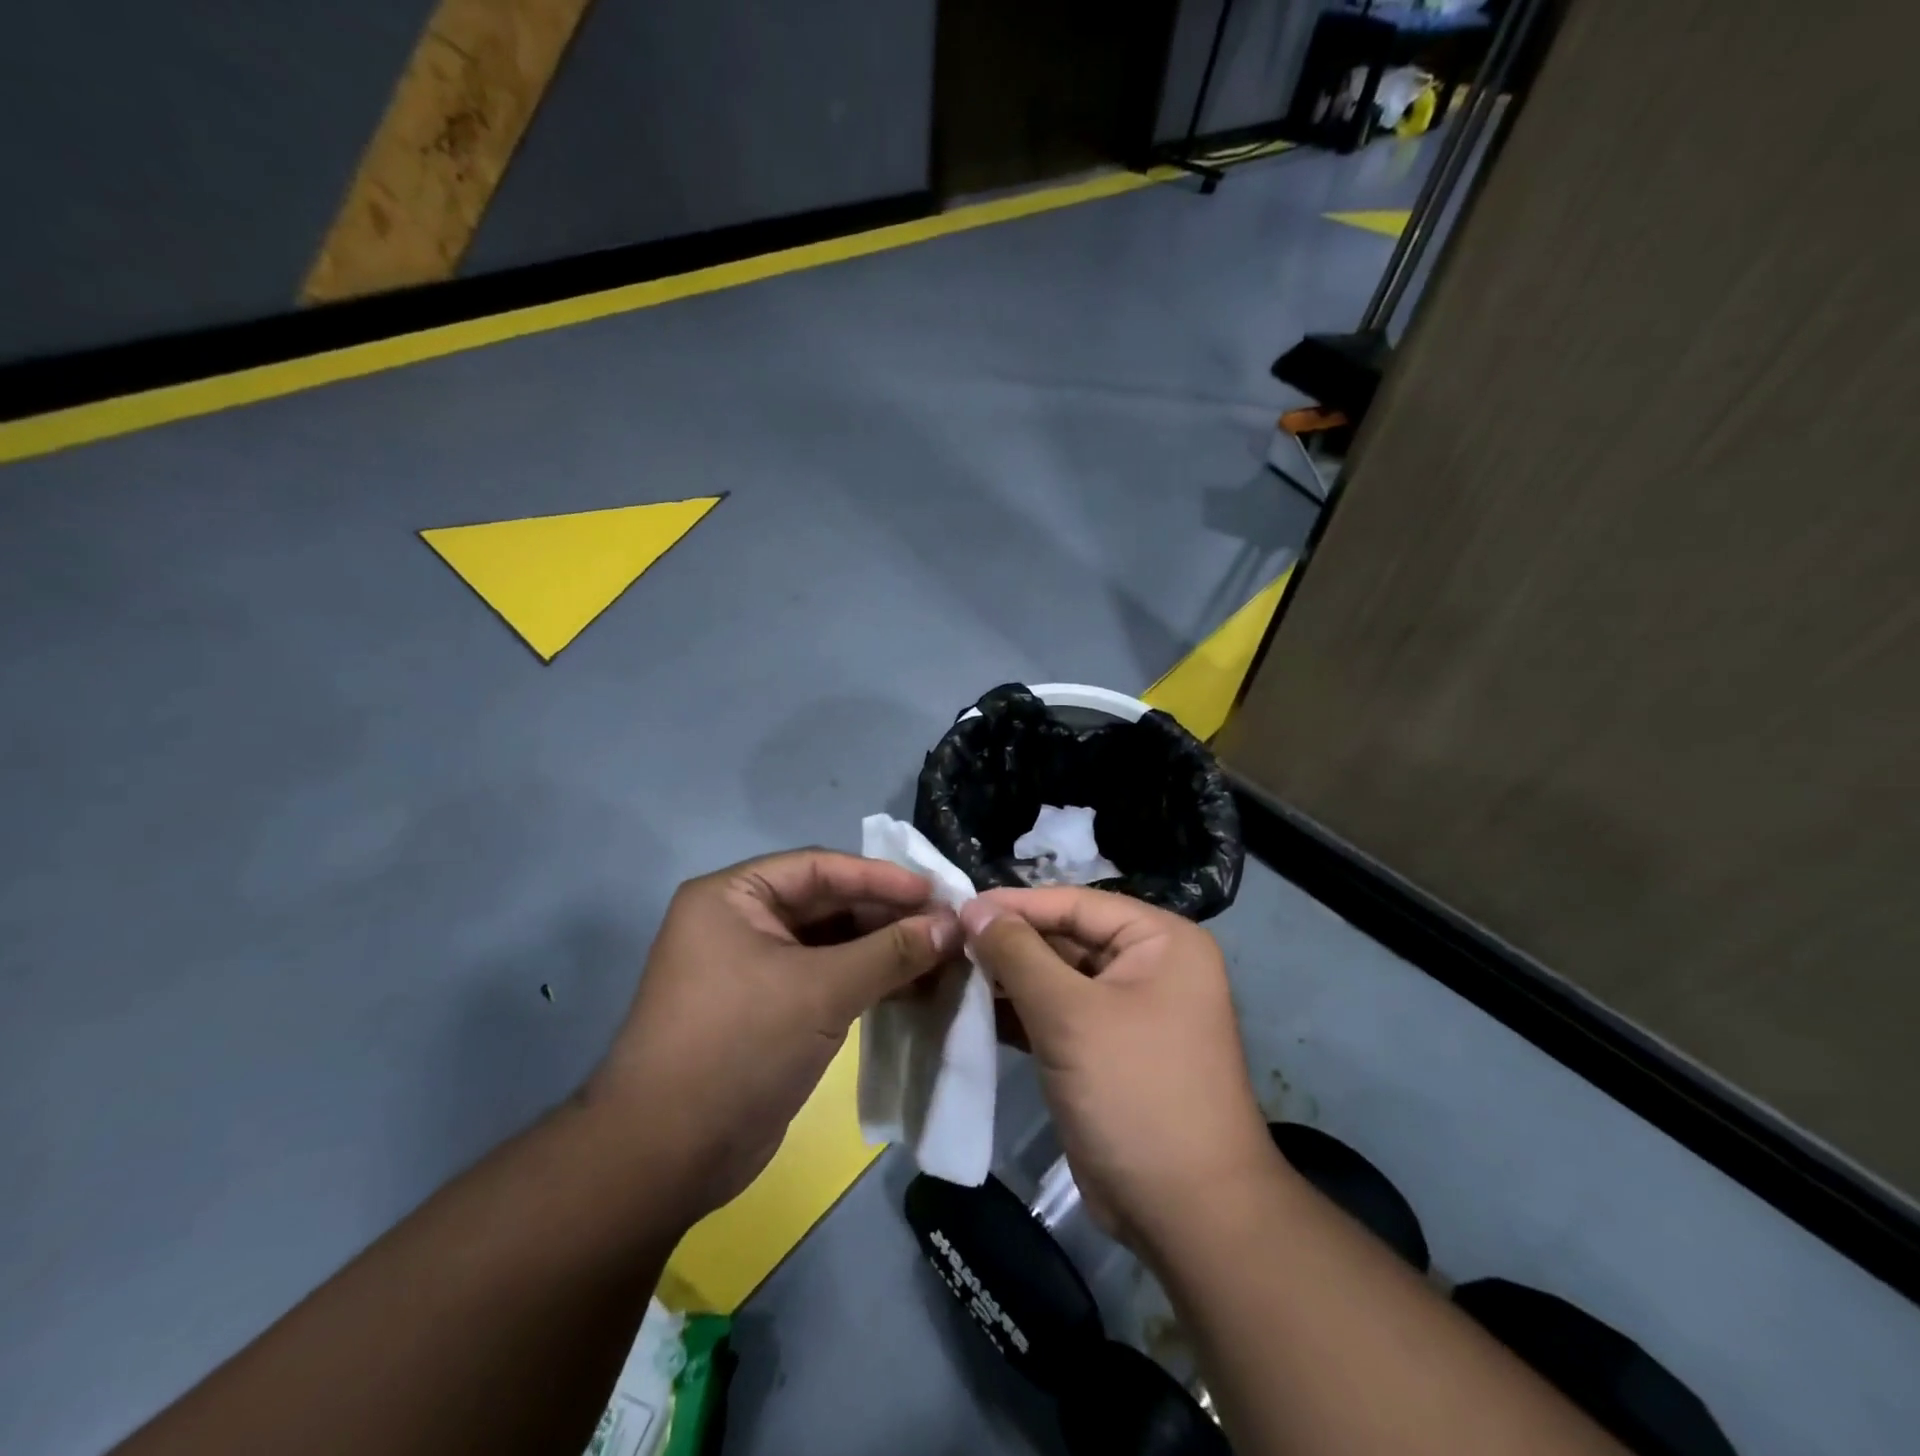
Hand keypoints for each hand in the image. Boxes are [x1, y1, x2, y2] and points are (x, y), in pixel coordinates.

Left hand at [587, 850, 960, 1221]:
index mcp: (733, 896)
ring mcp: (752, 968)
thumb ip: (892, 952)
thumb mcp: (821, 990)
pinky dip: (866, 981)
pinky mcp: (767, 1010)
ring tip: (941, 958)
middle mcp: (739, 922)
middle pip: (827, 903)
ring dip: (883, 951)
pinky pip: (825, 979)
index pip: (820, 868)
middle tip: (946, 928)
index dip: (881, 878)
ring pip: (831, 944)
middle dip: (887, 917)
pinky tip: (912, 988)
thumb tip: (954, 924)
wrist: (666, 1157)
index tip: (937, 893)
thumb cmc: (739, 1046)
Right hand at [961, 887, 1277, 1253]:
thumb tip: (974, 907)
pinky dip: (1018, 1011)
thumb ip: (1018, 953)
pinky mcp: (1103, 1049)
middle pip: (1065, 938)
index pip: (1075, 904)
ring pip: (1055, 977)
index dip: (1015, 904)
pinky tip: (970, 1007)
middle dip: (1008, 943)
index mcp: (1159, 940)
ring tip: (949, 970)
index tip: (957, 906)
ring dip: (1006, 977)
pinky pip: (1055, 1014)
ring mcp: (1126, 1009)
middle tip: (946, 941)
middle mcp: (1147, 965)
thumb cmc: (1135, 1091)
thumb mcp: (1070, 1014)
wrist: (1186, 1213)